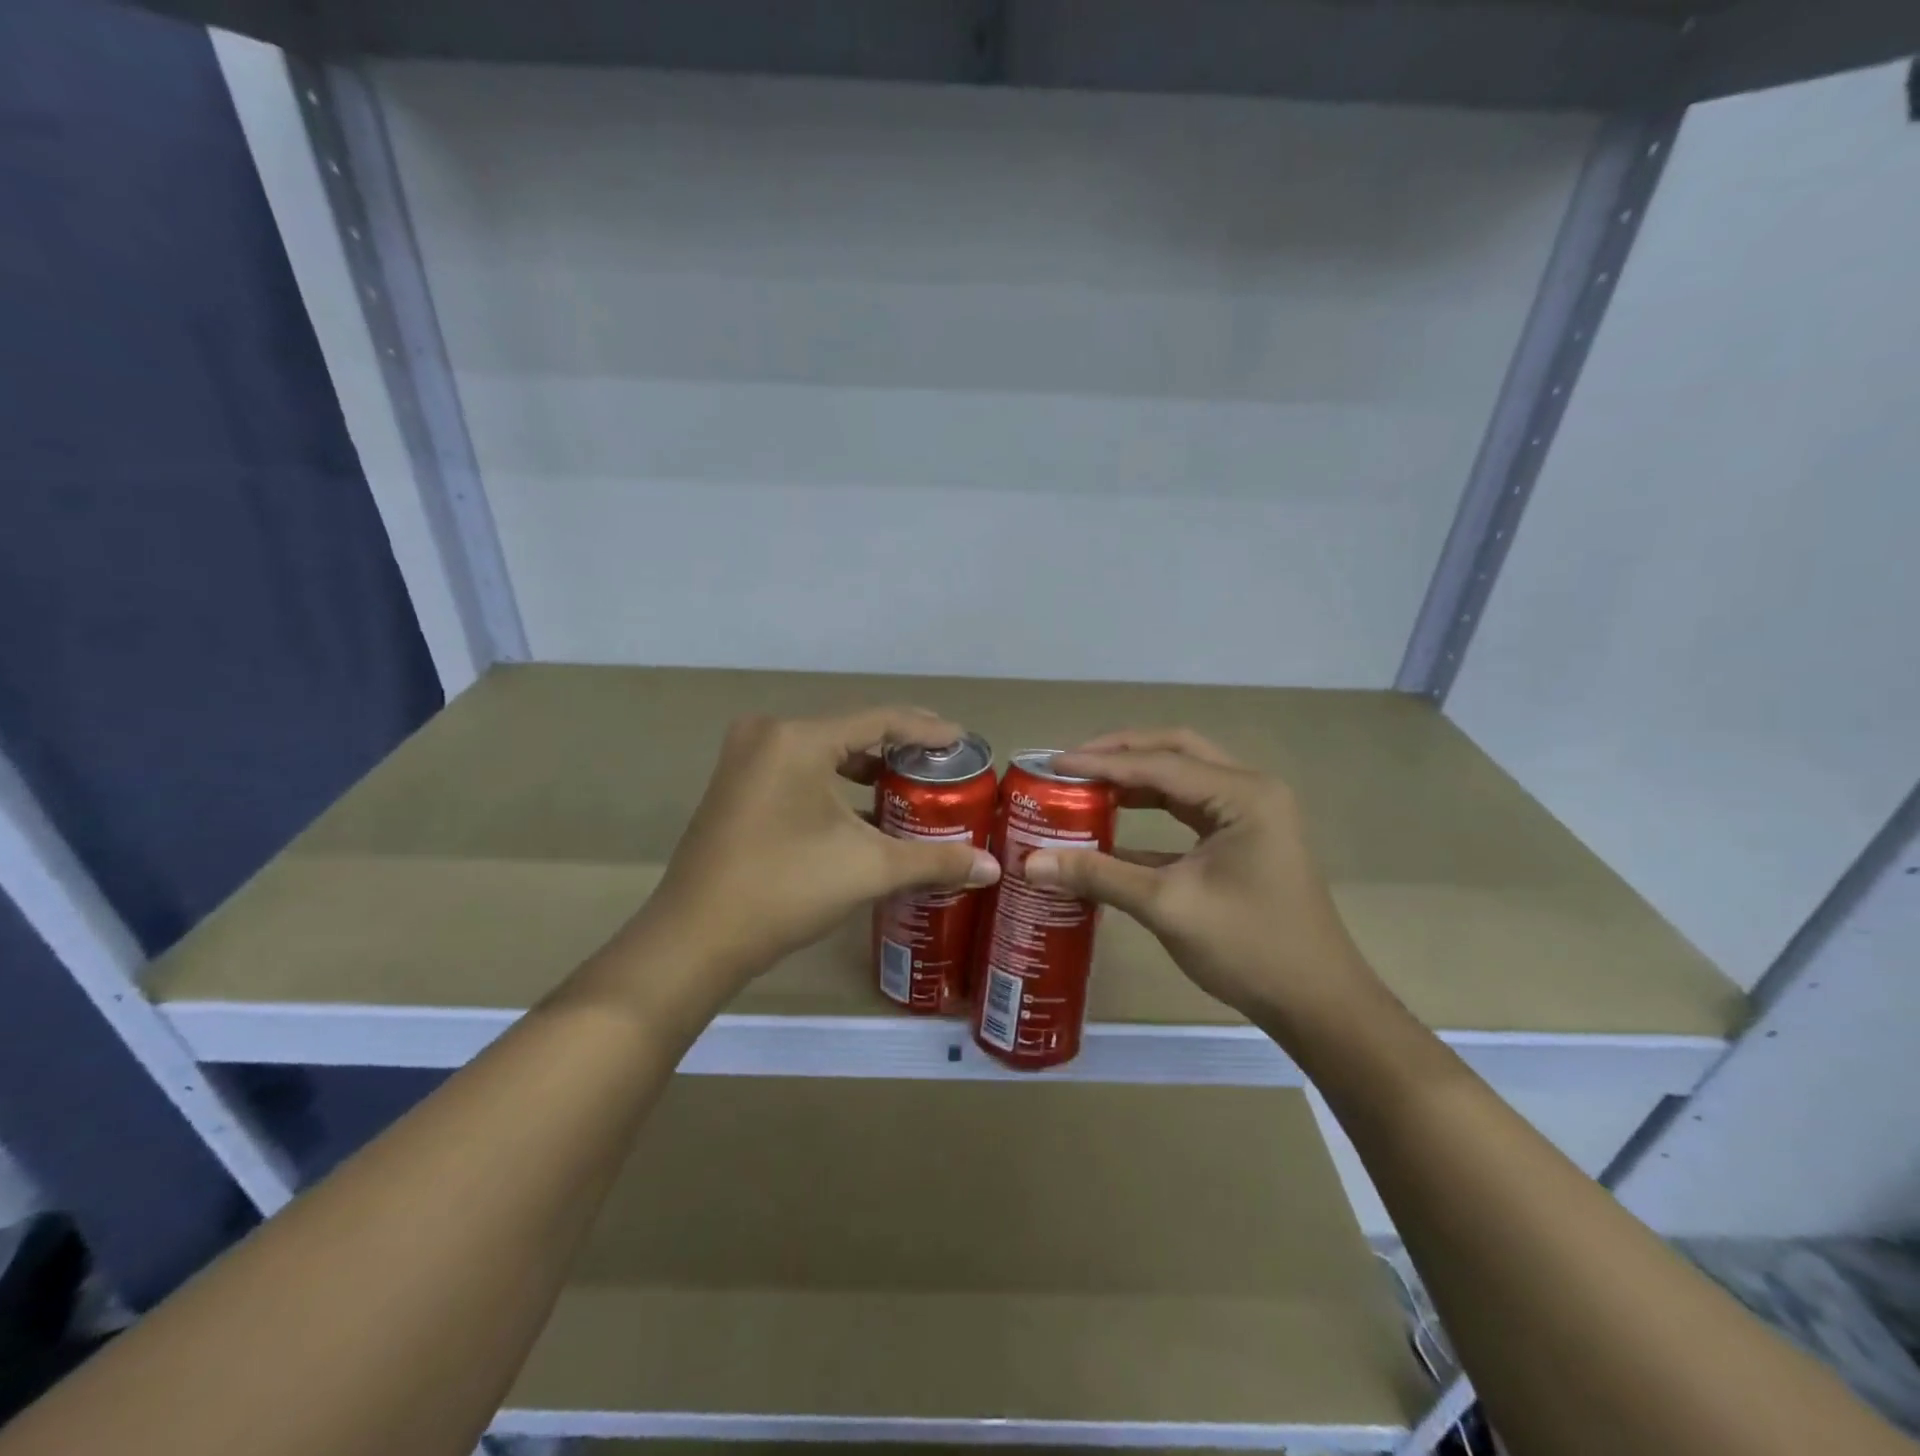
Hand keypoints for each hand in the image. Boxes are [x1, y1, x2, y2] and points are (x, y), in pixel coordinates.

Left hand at [630, 707, 1000, 1005]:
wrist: (695, 940)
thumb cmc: (784, 890)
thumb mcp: (868, 869)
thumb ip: (935, 860)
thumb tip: (993, 868)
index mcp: (798, 739)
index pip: (880, 720)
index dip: (928, 730)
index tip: (964, 743)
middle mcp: (768, 735)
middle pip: (851, 732)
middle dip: (899, 750)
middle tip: (942, 768)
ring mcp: (745, 759)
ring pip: (823, 752)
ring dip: (866, 769)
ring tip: (910, 789)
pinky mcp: (736, 786)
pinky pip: (799, 770)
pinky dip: (835, 784)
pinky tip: (864, 812)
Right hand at [1023, 729, 1372, 1026]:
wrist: (1317, 1004)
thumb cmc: (1250, 947)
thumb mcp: (1168, 906)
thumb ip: (1098, 876)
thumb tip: (1030, 864)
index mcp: (1242, 795)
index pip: (1159, 764)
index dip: (1101, 762)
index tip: (1051, 764)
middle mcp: (1250, 791)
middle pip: (1176, 752)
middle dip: (1121, 754)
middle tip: (1071, 764)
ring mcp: (1251, 815)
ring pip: (1183, 779)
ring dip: (1135, 779)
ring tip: (1084, 785)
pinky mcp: (1244, 841)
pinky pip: (1189, 811)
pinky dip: (1151, 811)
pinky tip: (1111, 827)